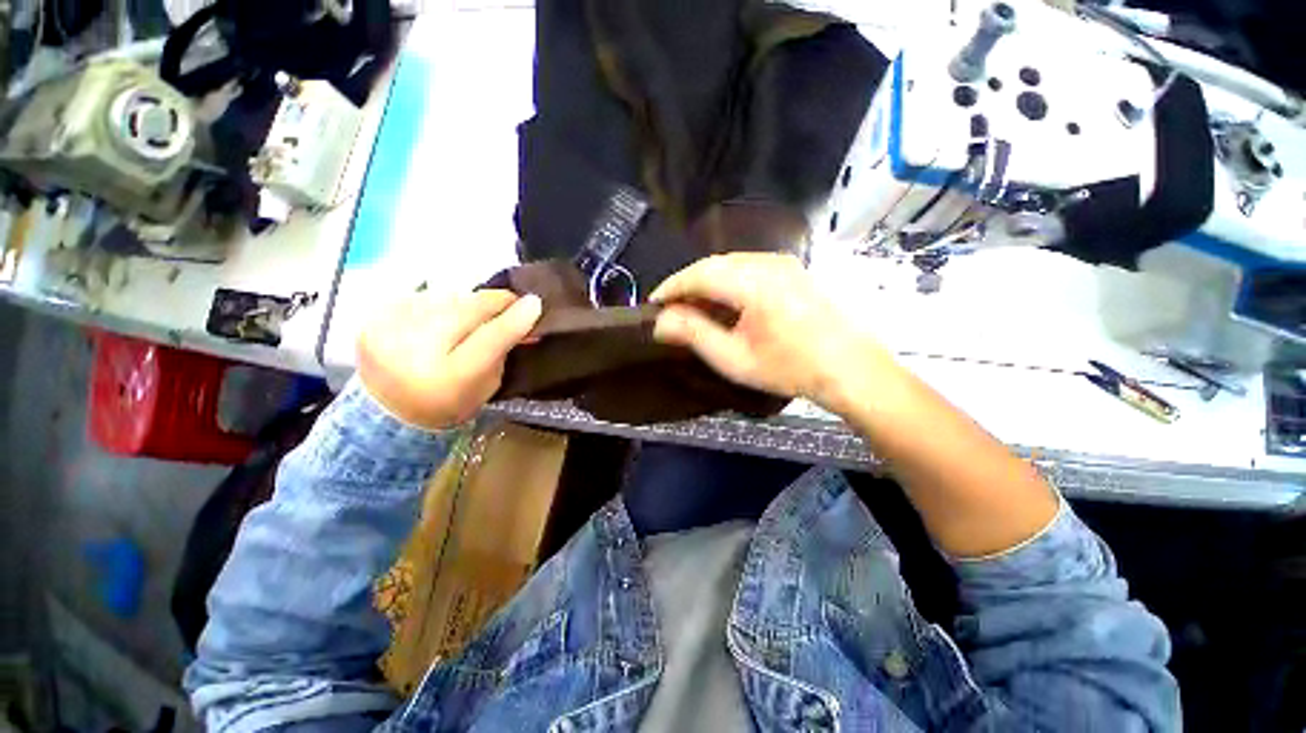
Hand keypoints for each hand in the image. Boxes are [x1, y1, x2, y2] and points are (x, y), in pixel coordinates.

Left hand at [357, 290, 541, 429]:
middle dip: (494, 301)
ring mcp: (389, 332)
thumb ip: (504, 348)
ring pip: (446, 297)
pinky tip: (441, 318)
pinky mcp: (374, 318)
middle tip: (510, 301)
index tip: (535, 302)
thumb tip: (523, 313)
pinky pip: (422, 297)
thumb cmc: (448, 403)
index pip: (490, 339)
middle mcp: (415, 352)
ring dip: (467, 302)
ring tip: (473, 314)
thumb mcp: (487, 385)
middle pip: (466, 309)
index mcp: (450, 379)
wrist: (386, 412)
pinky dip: (439, 303)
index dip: (515, 318)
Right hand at [651, 253, 890, 407]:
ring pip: (732, 264)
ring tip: (693, 307)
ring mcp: (785, 263)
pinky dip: (728, 282)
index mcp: (753, 282)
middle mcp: (768, 262)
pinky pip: (750, 269)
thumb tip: (661, 321)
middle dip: (688, 284)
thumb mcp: (734, 358)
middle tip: (671, 308)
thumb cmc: (789, 368)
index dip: (672, 286)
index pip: (699, 273)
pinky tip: (724, 303)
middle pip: (714, 264)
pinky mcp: (794, 271)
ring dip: (708, 282)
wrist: (850, 369)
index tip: (653, 303)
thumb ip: (694, 334)